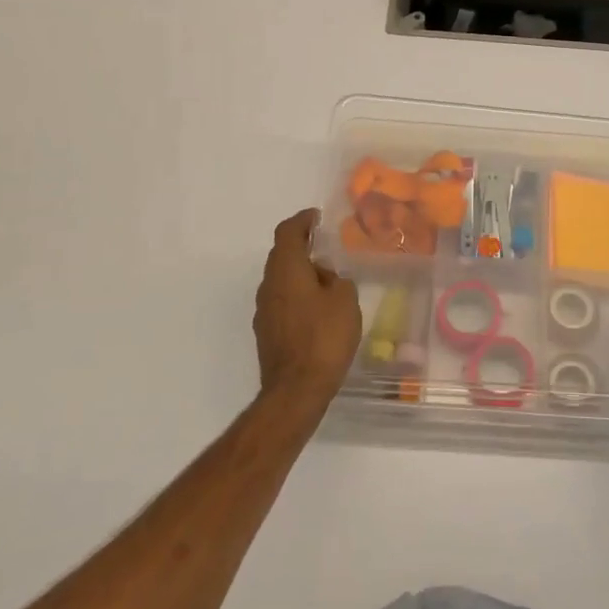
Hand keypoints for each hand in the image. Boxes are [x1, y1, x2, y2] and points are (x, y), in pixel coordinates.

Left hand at [254, 209, 362, 410]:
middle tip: (327, 249)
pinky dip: (297, 296)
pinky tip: (318, 310)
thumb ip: (337, 279)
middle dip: (302, 247)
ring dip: (300, 274)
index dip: (302, 220)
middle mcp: (268, 285)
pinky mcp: (266, 332)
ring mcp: (263, 311)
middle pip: (281, 255)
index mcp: (286, 269)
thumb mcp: (345, 300)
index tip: (317, 217)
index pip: (287, 232)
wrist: (296, 390)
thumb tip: (325, 277)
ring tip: (328, 282)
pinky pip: (282, 302)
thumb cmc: (324, 337)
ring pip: (281, 280)